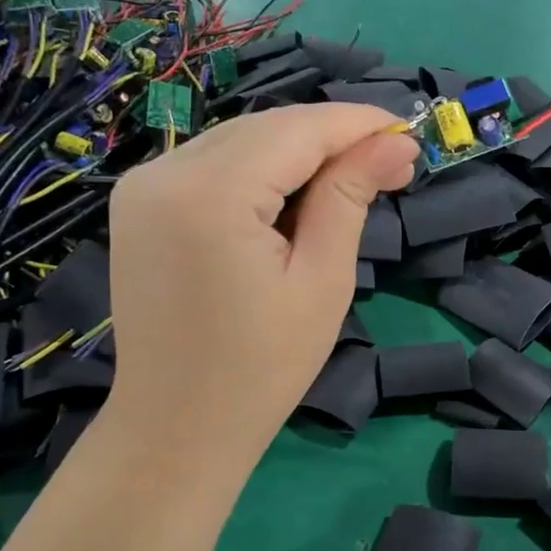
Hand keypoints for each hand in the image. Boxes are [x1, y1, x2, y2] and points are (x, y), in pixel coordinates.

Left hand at [104, 104, 418, 470]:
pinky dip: (262, 169)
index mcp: (208, 193)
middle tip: (393, 164)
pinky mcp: (139, 204)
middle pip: (266, 127)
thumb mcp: (322, 280)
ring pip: (240, 141)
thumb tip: (396, 142)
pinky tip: (297, 193)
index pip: (297, 130)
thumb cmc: (263, 367)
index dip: (357, 124)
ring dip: (300, 152)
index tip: (410, 132)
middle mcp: (164, 172)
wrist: (178, 426)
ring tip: (355, 180)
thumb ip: (350, 196)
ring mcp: (143, 186)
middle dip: (333, 138)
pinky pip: (213, 165)